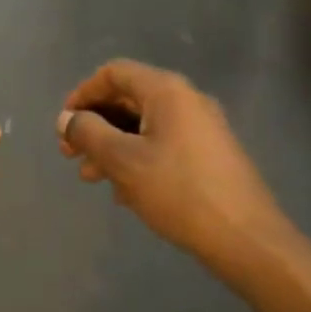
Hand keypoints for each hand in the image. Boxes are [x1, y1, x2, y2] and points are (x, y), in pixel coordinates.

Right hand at [57, 60, 284, 263]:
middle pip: (128, 99)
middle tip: (69, 154)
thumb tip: (67, 119)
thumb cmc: (178, 191)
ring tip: (90, 178)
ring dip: (112, 146)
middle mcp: (186, 100)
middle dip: (94, 125)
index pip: (114, 73)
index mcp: (167, 90)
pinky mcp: (210, 155)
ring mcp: (202, 128)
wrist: (247, 239)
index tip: (63, 124)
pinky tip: (123, 193)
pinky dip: (136, 159)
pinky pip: (163, 145)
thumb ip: (88, 133)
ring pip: (144, 126)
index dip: (82, 93)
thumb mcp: (123, 161)